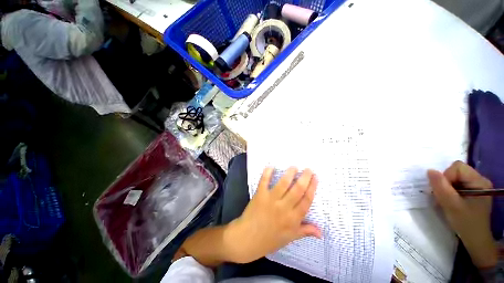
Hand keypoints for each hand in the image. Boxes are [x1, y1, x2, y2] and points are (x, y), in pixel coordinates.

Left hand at [226, 167, 320, 263]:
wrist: (247, 239)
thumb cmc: (269, 239)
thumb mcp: (290, 238)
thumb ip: (305, 231)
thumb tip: (321, 232)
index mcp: (293, 219)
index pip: (306, 200)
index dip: (312, 187)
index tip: (315, 177)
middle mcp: (284, 208)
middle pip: (297, 189)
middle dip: (305, 177)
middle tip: (308, 169)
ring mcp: (271, 200)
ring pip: (283, 183)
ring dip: (289, 173)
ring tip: (294, 167)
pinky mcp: (260, 195)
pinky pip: (264, 181)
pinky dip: (267, 173)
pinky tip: (271, 166)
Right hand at [427, 161, 496, 268]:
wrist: (475, 239)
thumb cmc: (466, 223)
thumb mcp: (452, 205)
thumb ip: (441, 187)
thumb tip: (430, 171)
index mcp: (479, 181)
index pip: (457, 167)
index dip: (446, 176)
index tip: (444, 192)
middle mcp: (479, 180)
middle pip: (456, 171)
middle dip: (446, 183)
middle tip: (444, 197)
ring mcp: (477, 185)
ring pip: (455, 178)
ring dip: (446, 187)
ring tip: (447, 200)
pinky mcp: (472, 191)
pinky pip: (457, 183)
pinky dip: (449, 191)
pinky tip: (450, 200)